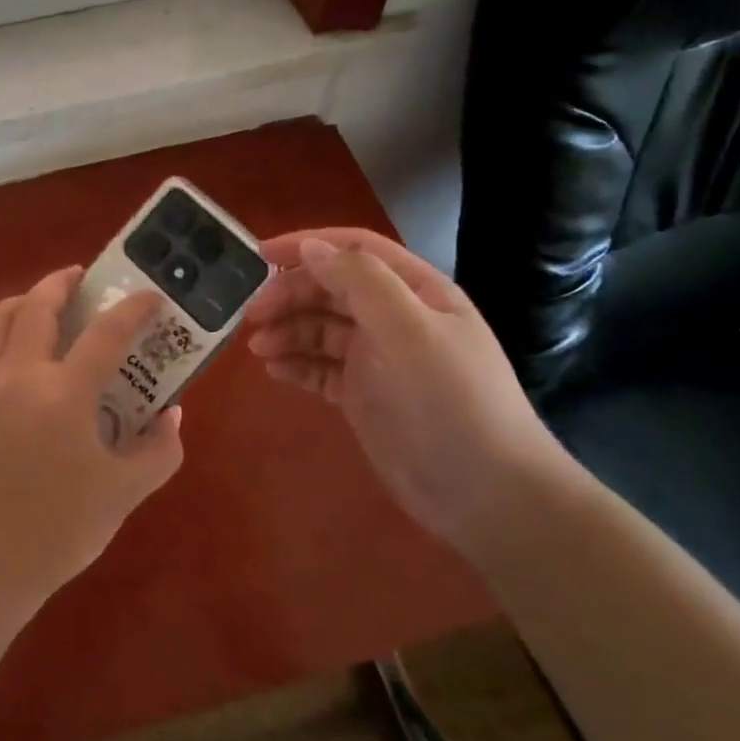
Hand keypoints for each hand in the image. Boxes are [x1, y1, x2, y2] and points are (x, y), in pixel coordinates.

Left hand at [0, 267, 183, 619]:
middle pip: (39, 306)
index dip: (133, 309)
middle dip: (63, 282)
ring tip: (45, 301)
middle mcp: (20, 374)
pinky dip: (4, 330)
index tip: (150, 296)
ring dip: (25, 299)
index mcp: (64, 394)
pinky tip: (20, 350)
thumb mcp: (124, 493)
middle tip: (83, 277)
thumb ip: (159, 449)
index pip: (106, 333)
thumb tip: (171, 414)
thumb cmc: (59, 528)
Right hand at [244, 229, 572, 554]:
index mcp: (415, 291)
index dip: (307, 246)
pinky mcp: (364, 394)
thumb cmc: (452, 401)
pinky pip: (320, 368)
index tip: (259, 256)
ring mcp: (378, 358)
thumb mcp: (409, 330)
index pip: (355, 250)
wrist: (487, 494)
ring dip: (288, 331)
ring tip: (259, 349)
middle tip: (252, 316)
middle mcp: (395, 317)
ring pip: (321, 329)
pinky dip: (296, 364)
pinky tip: (274, 371)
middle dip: (290, 295)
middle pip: (331, 289)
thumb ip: (360, 282)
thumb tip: (310, 247)